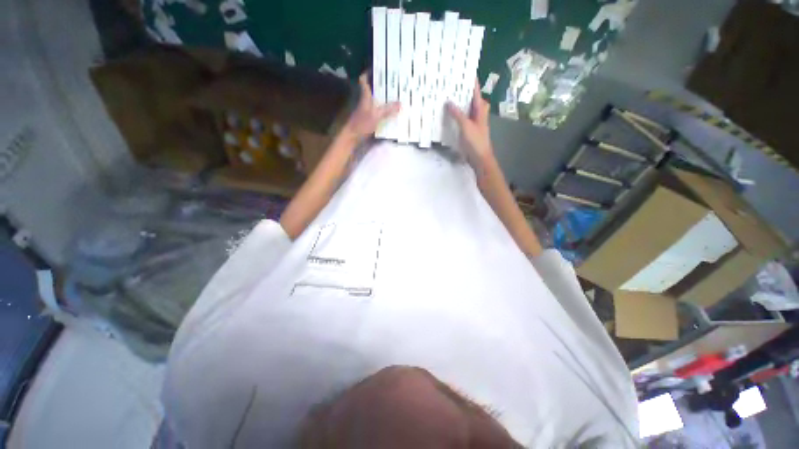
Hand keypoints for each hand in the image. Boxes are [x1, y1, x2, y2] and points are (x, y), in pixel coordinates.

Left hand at [341, 72, 400, 142]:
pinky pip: (376, 110)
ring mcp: (365, 110)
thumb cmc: (362, 124)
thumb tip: (401, 103)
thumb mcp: (376, 116)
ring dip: (382, 97)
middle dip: (380, 84)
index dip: (368, 72)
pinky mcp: (366, 119)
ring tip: (394, 94)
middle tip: (392, 81)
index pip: (363, 80)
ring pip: (374, 99)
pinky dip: (382, 109)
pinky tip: (390, 111)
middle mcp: (364, 101)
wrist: (352, 137)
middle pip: (371, 89)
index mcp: (365, 96)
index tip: (377, 67)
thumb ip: (388, 110)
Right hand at [446, 81, 493, 167]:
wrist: (480, 158)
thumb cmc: (476, 141)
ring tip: (446, 95)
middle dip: (461, 90)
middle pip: (470, 97)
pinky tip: (448, 113)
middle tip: (449, 83)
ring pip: (465, 107)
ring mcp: (473, 120)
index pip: (475, 90)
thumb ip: (457, 114)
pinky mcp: (469, 128)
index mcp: (481, 108)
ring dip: (457, 102)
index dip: (470, 80)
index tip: (462, 70)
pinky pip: (462, 117)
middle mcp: (478, 112)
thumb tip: (448, 102)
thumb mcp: (466, 126)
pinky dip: (456, 113)